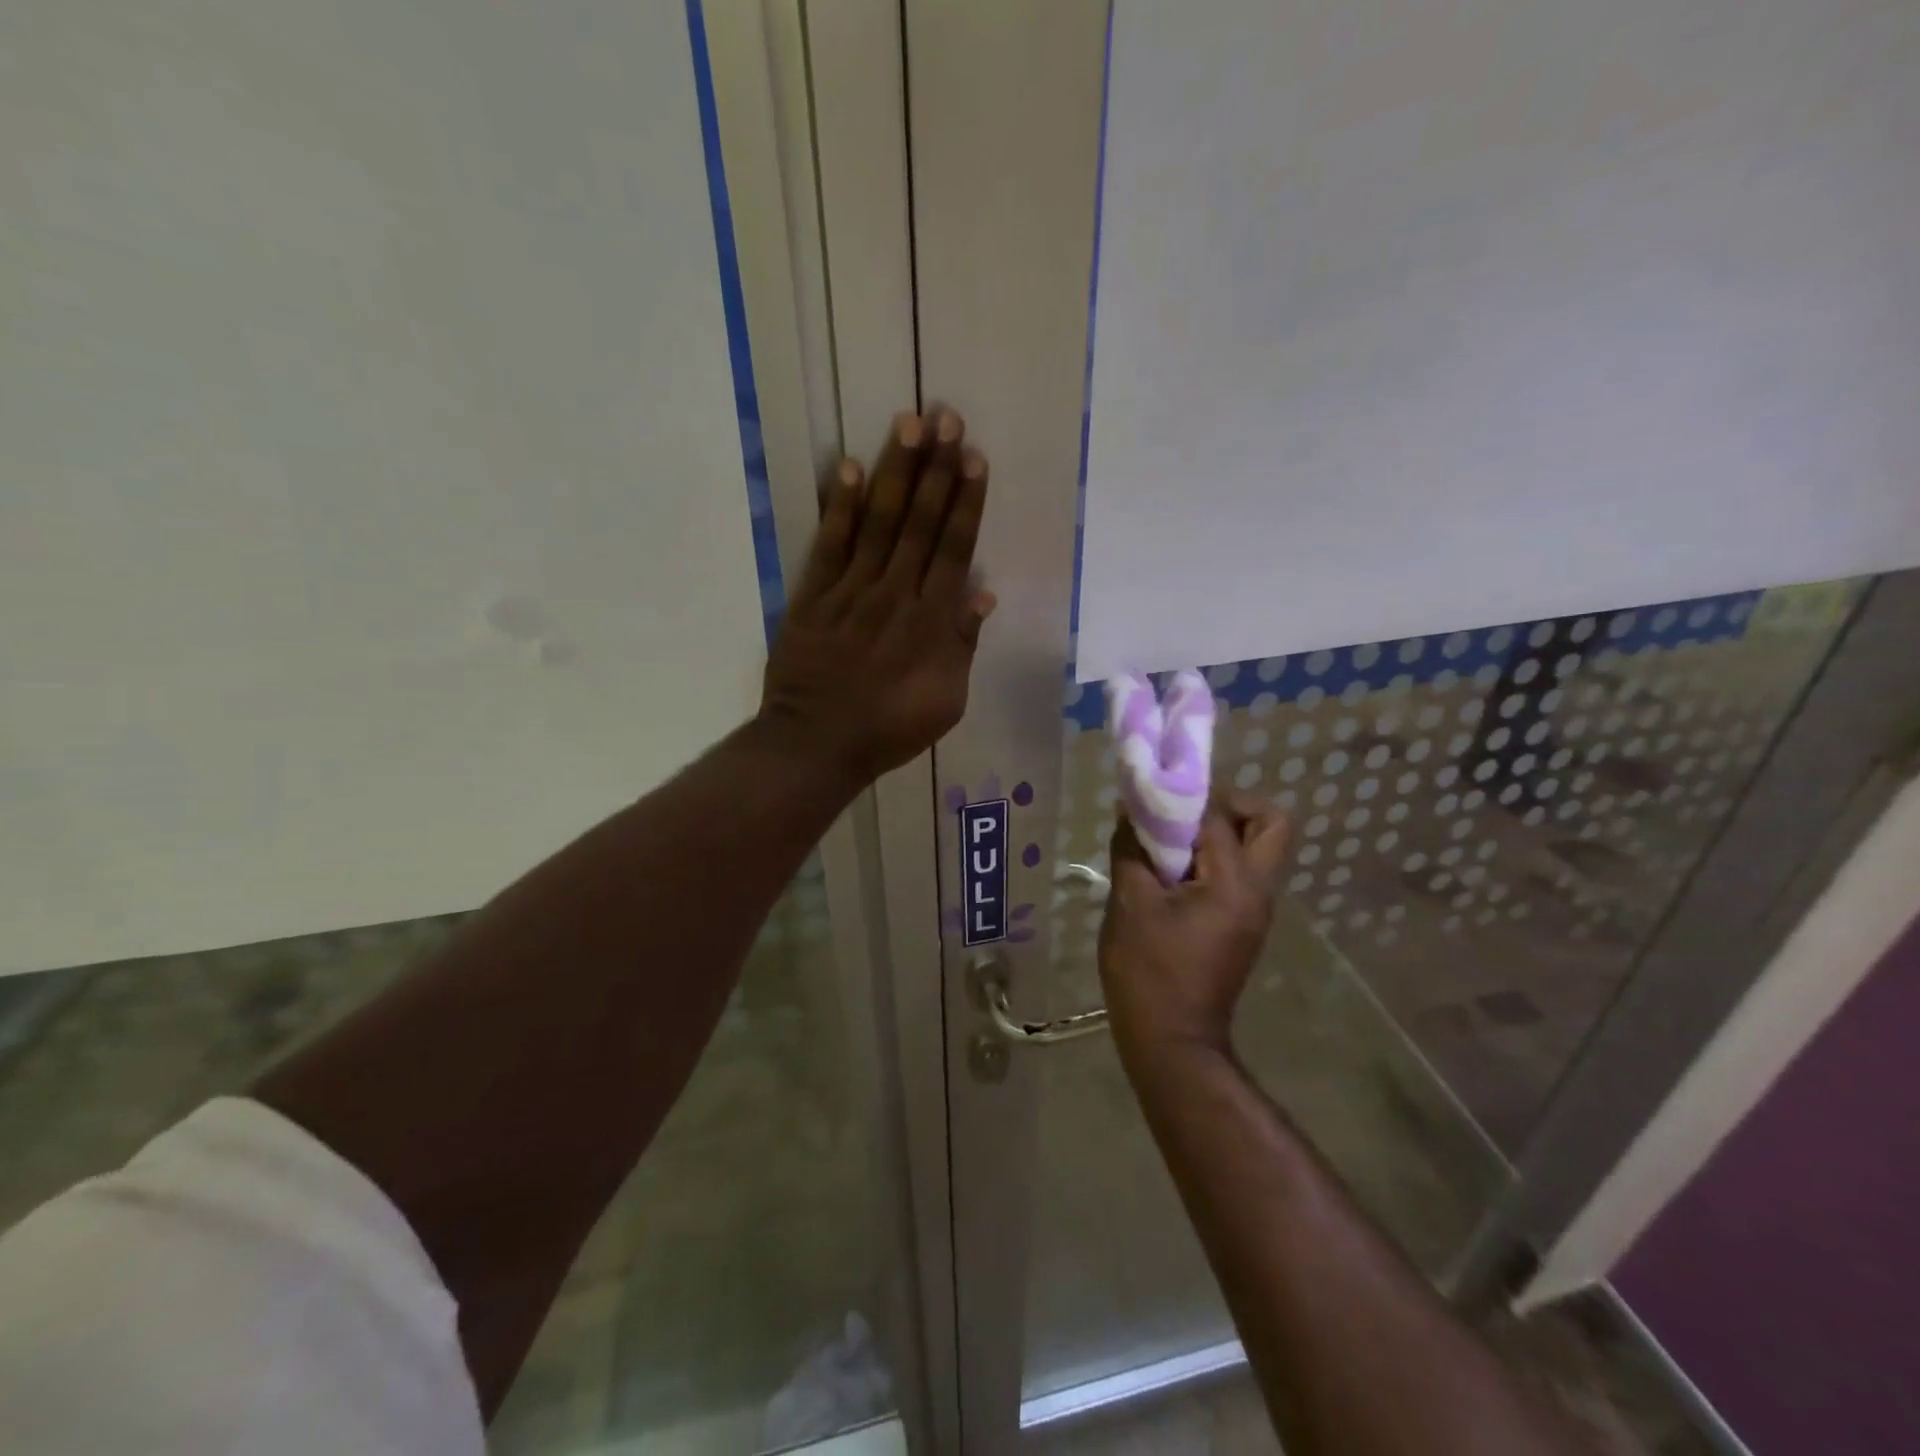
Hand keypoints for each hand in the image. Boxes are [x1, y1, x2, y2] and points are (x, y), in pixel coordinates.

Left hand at [759, 409, 993, 784]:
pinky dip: (839, 508)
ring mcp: (851, 592)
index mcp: (931, 622)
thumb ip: (963, 645)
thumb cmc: (890, 728)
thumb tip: (982, 594)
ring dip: (894, 473)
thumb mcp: (946, 701)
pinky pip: (829, 545)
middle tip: (946, 417)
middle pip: (919, 523)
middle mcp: (895, 594)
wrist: (819, 743)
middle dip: (935, 469)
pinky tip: (848, 468)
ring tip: (907, 424)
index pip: (953, 549)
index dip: (965, 502)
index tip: (973, 458)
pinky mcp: (813, 597)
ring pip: (878, 523)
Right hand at [1098, 797, 1289, 1059]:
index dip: (1182, 796)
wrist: (1171, 1041)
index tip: (1150, 792)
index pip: (1218, 815)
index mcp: (1235, 883)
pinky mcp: (1243, 923)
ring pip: (1258, 846)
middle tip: (1183, 814)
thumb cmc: (1148, 971)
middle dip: (1229, 805)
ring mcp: (1256, 909)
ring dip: (1220, 831)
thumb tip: (1131, 809)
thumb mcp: (1130, 902)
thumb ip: (1132, 848)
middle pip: (1270, 822)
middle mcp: (1258, 890)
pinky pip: (1240, 871)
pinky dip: (1213, 857)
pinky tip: (1171, 872)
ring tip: (1171, 842)